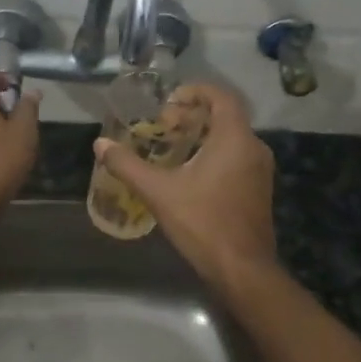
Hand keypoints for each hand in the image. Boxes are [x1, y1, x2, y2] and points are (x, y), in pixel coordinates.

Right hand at [94, 83, 276, 290]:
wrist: (243, 270)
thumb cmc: (203, 223)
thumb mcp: (159, 192)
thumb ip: (128, 165)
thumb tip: (100, 144)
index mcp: (235, 139)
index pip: (221, 96)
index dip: (195, 91)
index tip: (169, 102)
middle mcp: (253, 148)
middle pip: (225, 116)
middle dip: (192, 115)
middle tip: (163, 126)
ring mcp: (260, 170)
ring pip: (231, 137)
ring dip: (202, 135)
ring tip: (171, 146)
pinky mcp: (258, 189)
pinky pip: (236, 156)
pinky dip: (214, 152)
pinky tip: (189, 172)